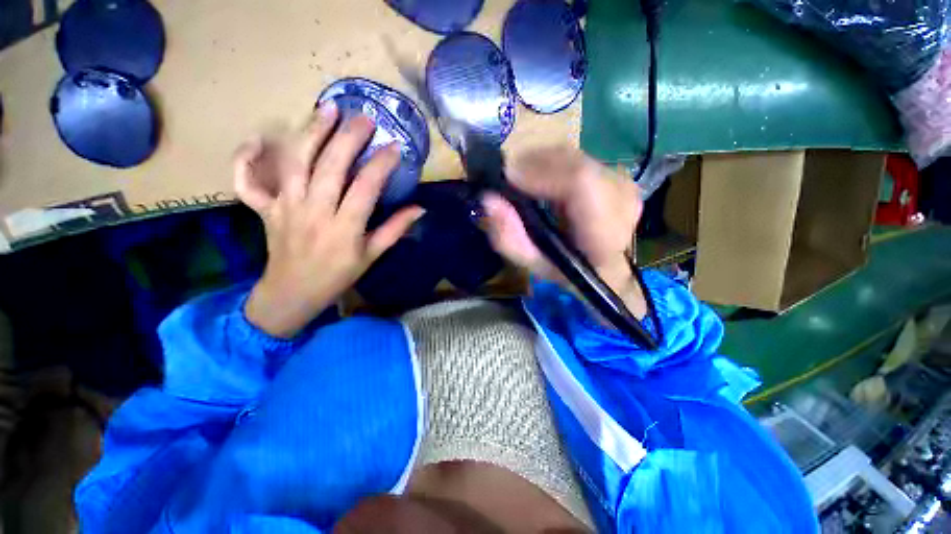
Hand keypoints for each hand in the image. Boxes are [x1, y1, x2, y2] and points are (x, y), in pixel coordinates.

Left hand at [235, 101, 423, 337]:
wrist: (293, 293)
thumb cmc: (338, 275)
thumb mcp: (372, 256)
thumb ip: (395, 230)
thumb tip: (420, 208)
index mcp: (344, 228)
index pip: (366, 187)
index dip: (382, 165)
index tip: (395, 147)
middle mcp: (314, 211)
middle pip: (330, 166)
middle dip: (349, 138)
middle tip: (364, 118)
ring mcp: (285, 207)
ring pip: (295, 162)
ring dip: (311, 132)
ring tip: (327, 109)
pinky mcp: (265, 208)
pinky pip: (247, 181)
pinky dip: (245, 159)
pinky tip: (256, 140)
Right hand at [481, 146, 647, 318]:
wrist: (605, 268)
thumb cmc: (567, 271)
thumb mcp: (532, 264)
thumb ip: (508, 237)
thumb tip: (488, 199)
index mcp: (604, 234)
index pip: (579, 183)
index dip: (539, 173)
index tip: (508, 179)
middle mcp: (622, 201)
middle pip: (572, 163)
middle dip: (533, 166)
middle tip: (510, 182)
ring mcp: (623, 183)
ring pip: (573, 156)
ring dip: (541, 163)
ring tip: (524, 183)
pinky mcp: (618, 173)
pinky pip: (577, 157)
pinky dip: (552, 163)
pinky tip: (542, 180)